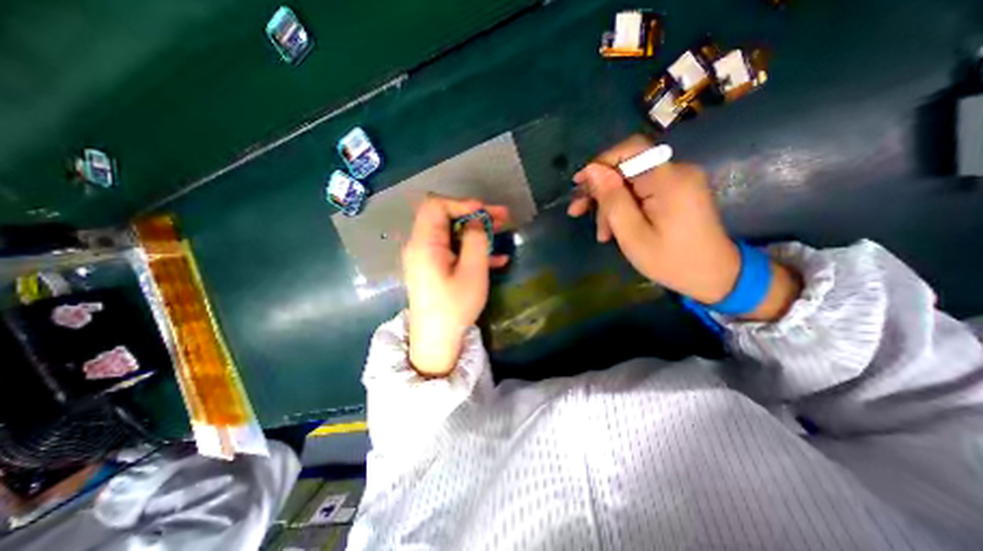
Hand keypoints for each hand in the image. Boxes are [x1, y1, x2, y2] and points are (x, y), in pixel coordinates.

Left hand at [400, 192, 511, 375]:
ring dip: (476, 231)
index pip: (436, 206)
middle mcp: (420, 245)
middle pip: (444, 217)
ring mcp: (426, 257)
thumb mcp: (472, 272)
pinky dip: (471, 249)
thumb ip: (475, 241)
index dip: (462, 203)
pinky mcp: (433, 268)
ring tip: (502, 231)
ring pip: (451, 233)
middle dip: (474, 215)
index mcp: (424, 243)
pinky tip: (497, 259)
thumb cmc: (454, 307)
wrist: (436, 340)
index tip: (486, 212)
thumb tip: (475, 221)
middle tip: (502, 218)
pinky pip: (452, 251)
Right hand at [565, 134, 801, 320]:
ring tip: (600, 233)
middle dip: (600, 188)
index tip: (579, 185)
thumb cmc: (670, 261)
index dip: (600, 162)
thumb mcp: (632, 235)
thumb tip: (592, 171)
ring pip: (631, 181)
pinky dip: (624, 206)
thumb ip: (613, 199)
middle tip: (577, 211)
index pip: (630, 150)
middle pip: (627, 167)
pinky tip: (613, 228)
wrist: (713, 276)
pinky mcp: (676, 191)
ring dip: (610, 203)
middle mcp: (676, 172)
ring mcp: (678, 181)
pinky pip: (641, 190)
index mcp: (668, 181)